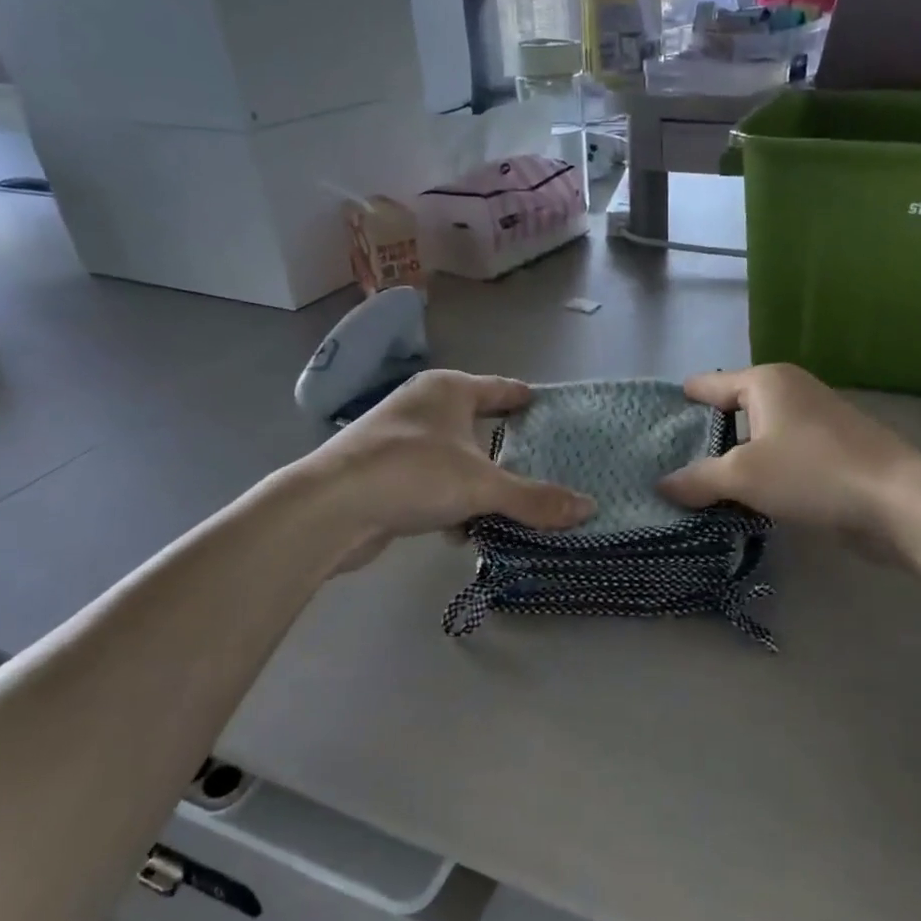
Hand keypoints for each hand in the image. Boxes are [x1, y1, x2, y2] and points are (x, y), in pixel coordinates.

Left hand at [304, 370, 593, 569]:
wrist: (330, 507)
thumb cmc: (412, 474)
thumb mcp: (482, 487)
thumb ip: (535, 498)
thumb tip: (589, 508)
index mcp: (448, 390)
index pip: (500, 388)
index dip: (525, 399)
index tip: (549, 408)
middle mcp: (422, 406)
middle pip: (476, 425)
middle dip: (504, 448)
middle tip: (542, 464)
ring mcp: (398, 440)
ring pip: (454, 460)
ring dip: (477, 484)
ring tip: (509, 507)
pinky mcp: (382, 474)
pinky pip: (431, 484)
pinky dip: (450, 503)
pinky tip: (461, 532)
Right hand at [659, 364, 920, 537]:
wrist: (897, 501)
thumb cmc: (811, 472)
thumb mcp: (743, 476)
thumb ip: (698, 479)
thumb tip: (662, 485)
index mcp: (766, 381)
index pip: (709, 385)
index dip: (682, 402)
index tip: (653, 421)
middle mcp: (791, 391)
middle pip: (734, 410)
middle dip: (705, 437)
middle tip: (670, 463)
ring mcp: (815, 420)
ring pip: (759, 437)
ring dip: (735, 459)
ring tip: (700, 486)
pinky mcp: (833, 451)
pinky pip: (782, 456)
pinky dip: (762, 472)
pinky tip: (745, 499)